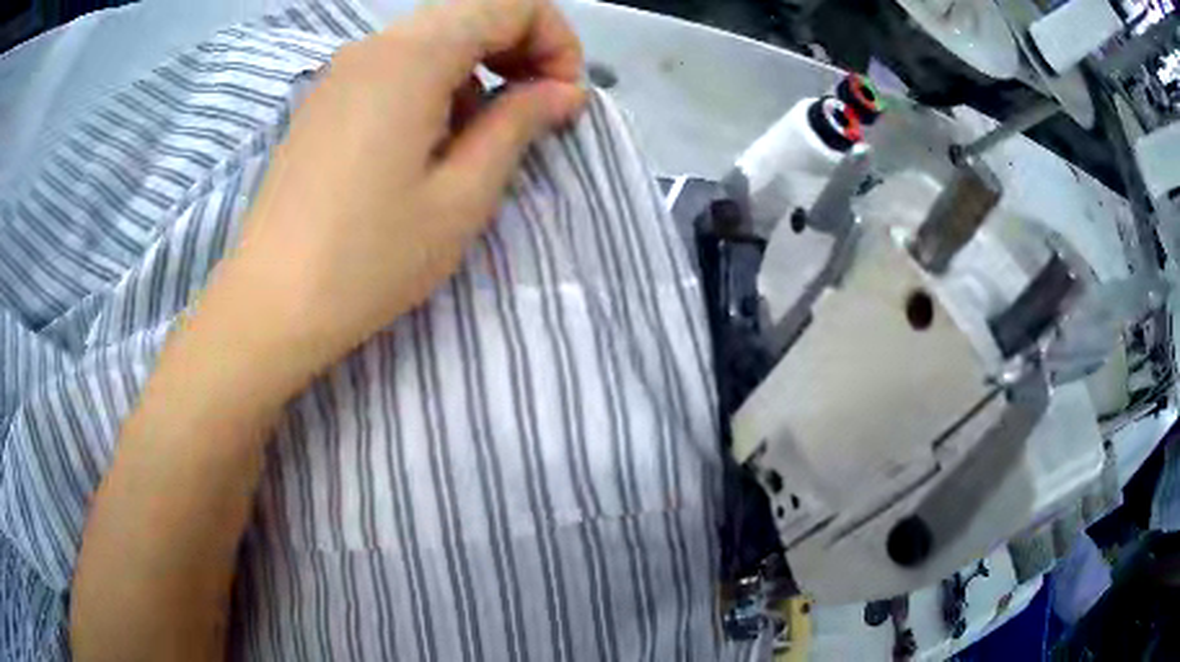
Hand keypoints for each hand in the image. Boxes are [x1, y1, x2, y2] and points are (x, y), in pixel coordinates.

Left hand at [204, 0, 585, 391]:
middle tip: (535, 113)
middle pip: (473, 12)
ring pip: (435, 38)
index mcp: (414, 55)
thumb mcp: (463, 195)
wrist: (271, 304)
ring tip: (479, 138)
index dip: (556, 41)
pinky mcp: (326, 98)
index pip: (511, 3)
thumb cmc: (370, 258)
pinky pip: (398, 65)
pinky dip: (436, 84)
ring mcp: (344, 69)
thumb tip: (565, 91)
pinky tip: (429, 142)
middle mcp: (376, 44)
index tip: (563, 98)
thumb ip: (519, 124)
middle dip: (521, 51)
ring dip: (478, 70)